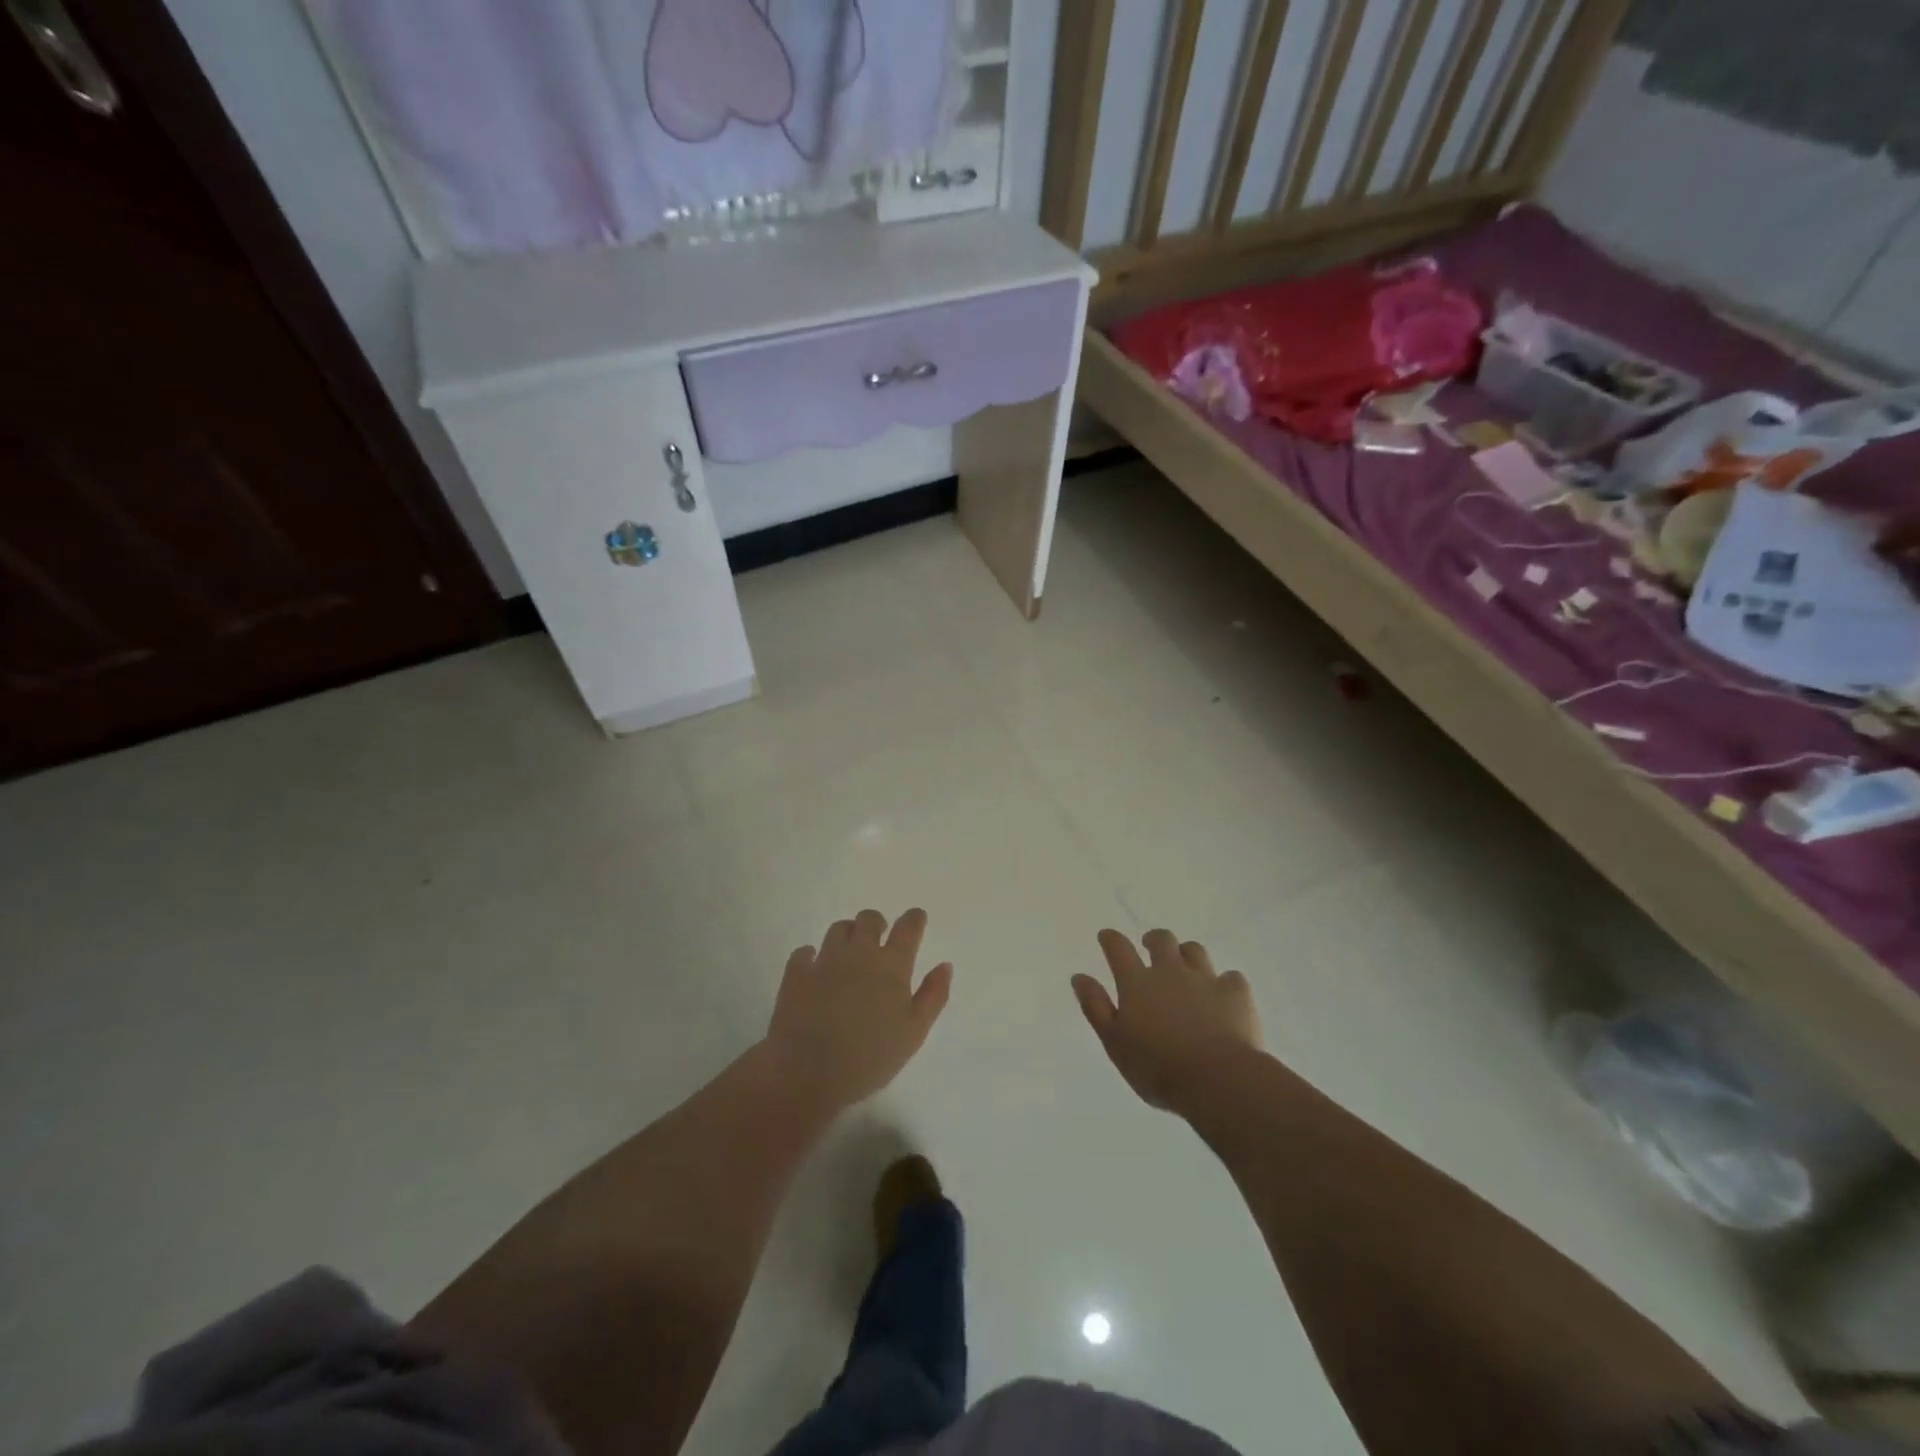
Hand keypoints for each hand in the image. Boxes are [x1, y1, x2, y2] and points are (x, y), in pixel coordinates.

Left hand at [764, 908, 952, 1111]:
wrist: (808, 1073)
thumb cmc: (870, 1057)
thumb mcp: (914, 1032)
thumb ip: (933, 996)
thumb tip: (945, 965)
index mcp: (891, 966)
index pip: (908, 928)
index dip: (914, 919)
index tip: (916, 918)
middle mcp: (859, 954)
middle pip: (869, 919)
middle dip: (877, 923)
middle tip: (879, 937)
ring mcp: (825, 961)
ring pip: (838, 929)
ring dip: (847, 934)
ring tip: (849, 952)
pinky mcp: (796, 974)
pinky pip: (804, 952)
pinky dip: (811, 955)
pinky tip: (813, 967)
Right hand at [1072, 929, 1262, 1113]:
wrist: (1218, 1080)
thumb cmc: (1157, 1067)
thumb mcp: (1114, 1042)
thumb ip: (1096, 1007)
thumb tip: (1079, 977)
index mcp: (1137, 982)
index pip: (1119, 948)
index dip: (1111, 939)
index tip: (1107, 937)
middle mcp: (1170, 971)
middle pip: (1162, 940)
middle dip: (1154, 939)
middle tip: (1150, 947)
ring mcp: (1205, 979)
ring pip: (1195, 951)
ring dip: (1187, 954)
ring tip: (1186, 966)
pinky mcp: (1236, 994)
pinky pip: (1231, 977)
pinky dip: (1225, 982)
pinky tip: (1224, 994)